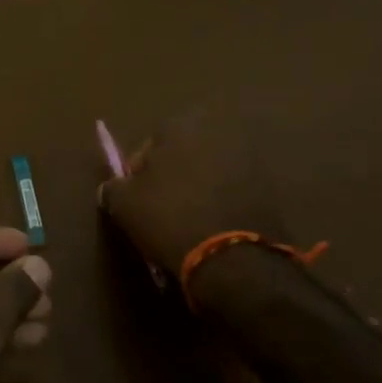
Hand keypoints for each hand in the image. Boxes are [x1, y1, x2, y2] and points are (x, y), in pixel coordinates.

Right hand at [97, 108, 307, 276]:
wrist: (233, 257)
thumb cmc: (170, 218)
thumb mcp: (125, 204)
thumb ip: (113, 187)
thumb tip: (113, 187)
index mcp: (180, 126)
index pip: (148, 145)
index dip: (138, 173)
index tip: (134, 198)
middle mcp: (216, 131)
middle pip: (182, 153)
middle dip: (171, 175)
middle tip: (160, 206)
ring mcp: (247, 156)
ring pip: (208, 170)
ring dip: (197, 187)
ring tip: (187, 219)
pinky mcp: (268, 185)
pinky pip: (232, 189)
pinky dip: (221, 201)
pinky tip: (211, 225)